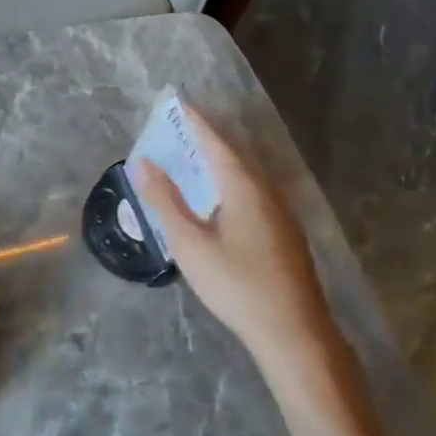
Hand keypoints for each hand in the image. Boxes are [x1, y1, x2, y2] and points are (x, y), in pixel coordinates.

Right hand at [131, 108, 341, 391]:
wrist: (293, 332)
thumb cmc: (236, 285)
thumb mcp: (190, 244)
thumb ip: (165, 201)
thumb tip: (142, 163)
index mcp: (244, 187)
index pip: (215, 143)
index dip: (195, 123)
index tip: (178, 103)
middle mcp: (267, 192)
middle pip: (233, 155)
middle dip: (206, 139)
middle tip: (180, 127)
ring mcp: (281, 214)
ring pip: (246, 176)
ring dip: (219, 162)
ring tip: (194, 157)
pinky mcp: (284, 234)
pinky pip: (253, 193)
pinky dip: (230, 183)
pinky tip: (220, 199)